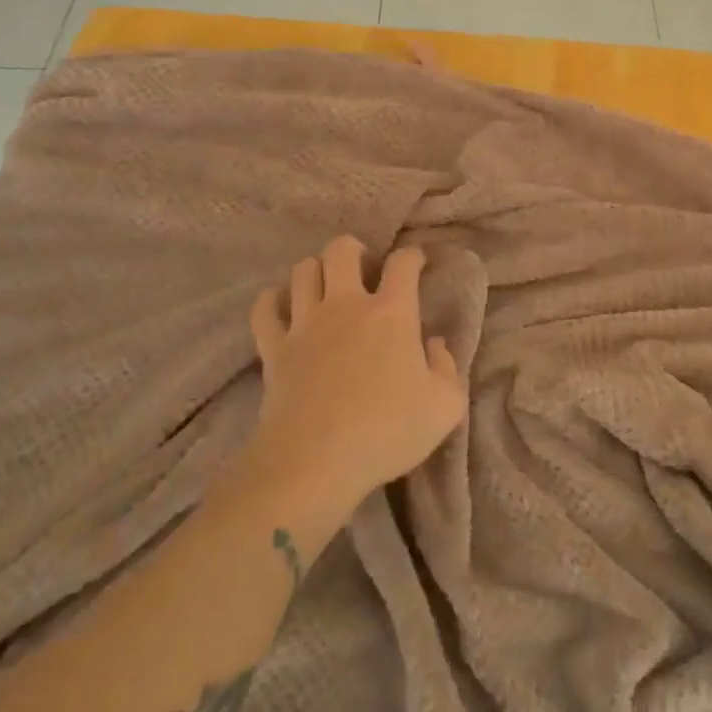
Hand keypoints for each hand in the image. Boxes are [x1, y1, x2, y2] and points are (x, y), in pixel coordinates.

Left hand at [246, 237, 466, 520]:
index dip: (413, 256)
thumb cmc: (387, 431)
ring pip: (302, 271)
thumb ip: (447, 368)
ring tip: (326, 286)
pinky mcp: (273, 348)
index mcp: (392, 313)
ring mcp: (305, 324)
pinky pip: (264, 309)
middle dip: (354, 250)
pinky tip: (281, 306)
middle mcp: (346, 305)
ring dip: (316, 271)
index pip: (403, 263)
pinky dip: (272, 301)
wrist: (315, 462)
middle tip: (364, 269)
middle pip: (341, 250)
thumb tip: (434, 345)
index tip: (417, 262)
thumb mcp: (445, 406)